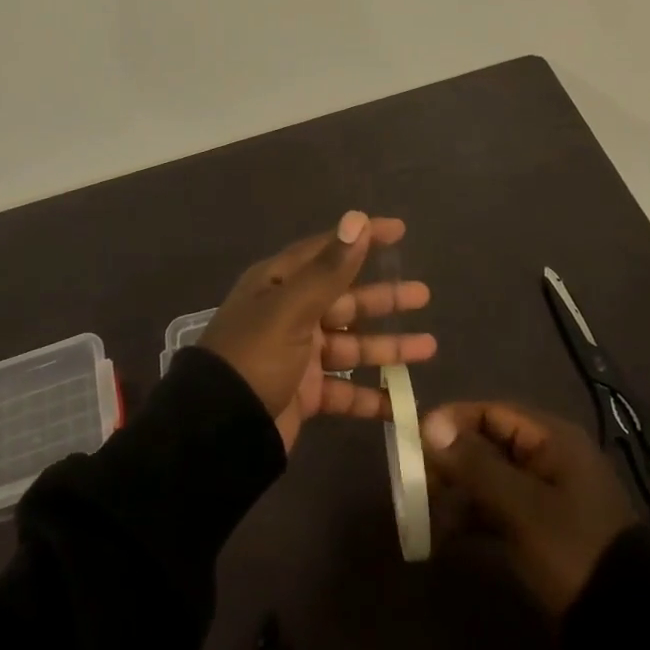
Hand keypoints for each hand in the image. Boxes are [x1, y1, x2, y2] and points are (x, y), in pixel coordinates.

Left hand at [199, 211, 435, 449]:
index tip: (398, 230)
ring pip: (352, 346)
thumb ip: (330, 268)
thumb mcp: (293, 308)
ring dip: (387, 347)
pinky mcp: (305, 394)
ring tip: (429, 346)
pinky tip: (403, 403)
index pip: (327, 251)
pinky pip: (346, 392)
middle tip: (423, 294)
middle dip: (383, 299)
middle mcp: (289, 314)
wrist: (220, 430)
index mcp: (280, 284)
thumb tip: (357, 219)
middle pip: (345, 300)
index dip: (362, 240)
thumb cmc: (256, 356)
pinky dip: (372, 397)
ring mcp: (298, 356)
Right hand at [421, 400, 638, 614]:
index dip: (452, 421)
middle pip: (488, 443)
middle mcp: (547, 457)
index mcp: (551, 439)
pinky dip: (471, 518)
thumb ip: (475, 464)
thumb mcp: (521, 506)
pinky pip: (497, 509)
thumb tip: (430, 424)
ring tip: (421, 511)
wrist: (629, 625)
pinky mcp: (541, 529)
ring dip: (456, 491)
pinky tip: (442, 537)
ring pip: (489, 478)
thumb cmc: (573, 549)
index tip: (415, 439)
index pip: (491, 412)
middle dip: (450, 459)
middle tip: (414, 480)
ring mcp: (545, 495)